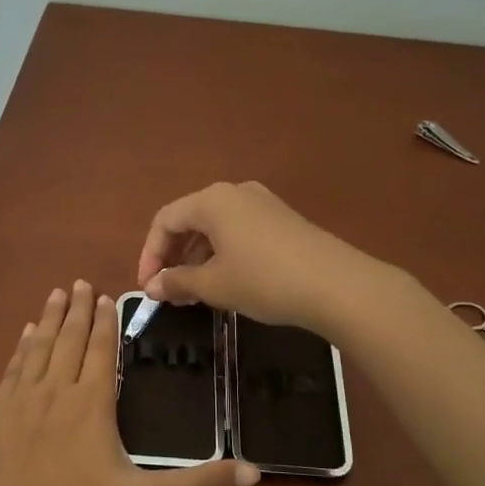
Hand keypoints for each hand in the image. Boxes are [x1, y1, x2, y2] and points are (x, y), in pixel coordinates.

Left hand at [0, 281, 258, 485]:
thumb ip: (198, 484)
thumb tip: (254, 472)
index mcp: (92, 403)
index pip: (102, 351)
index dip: (106, 323)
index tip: (106, 296)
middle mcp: (56, 391)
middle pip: (69, 340)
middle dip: (78, 310)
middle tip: (79, 282)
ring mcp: (21, 401)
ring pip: (39, 348)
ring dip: (49, 319)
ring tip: (55, 295)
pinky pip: (12, 370)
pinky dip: (20, 348)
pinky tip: (23, 337)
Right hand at [136, 181, 373, 332]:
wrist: (336, 285)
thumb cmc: (264, 280)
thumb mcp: (214, 285)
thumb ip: (177, 282)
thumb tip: (151, 287)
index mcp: (212, 200)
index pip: (165, 220)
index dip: (150, 254)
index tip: (148, 288)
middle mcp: (235, 193)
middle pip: (190, 220)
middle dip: (174, 256)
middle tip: (169, 292)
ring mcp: (262, 203)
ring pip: (215, 227)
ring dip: (198, 258)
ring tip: (195, 293)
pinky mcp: (282, 220)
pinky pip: (239, 231)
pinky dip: (223, 254)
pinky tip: (227, 282)